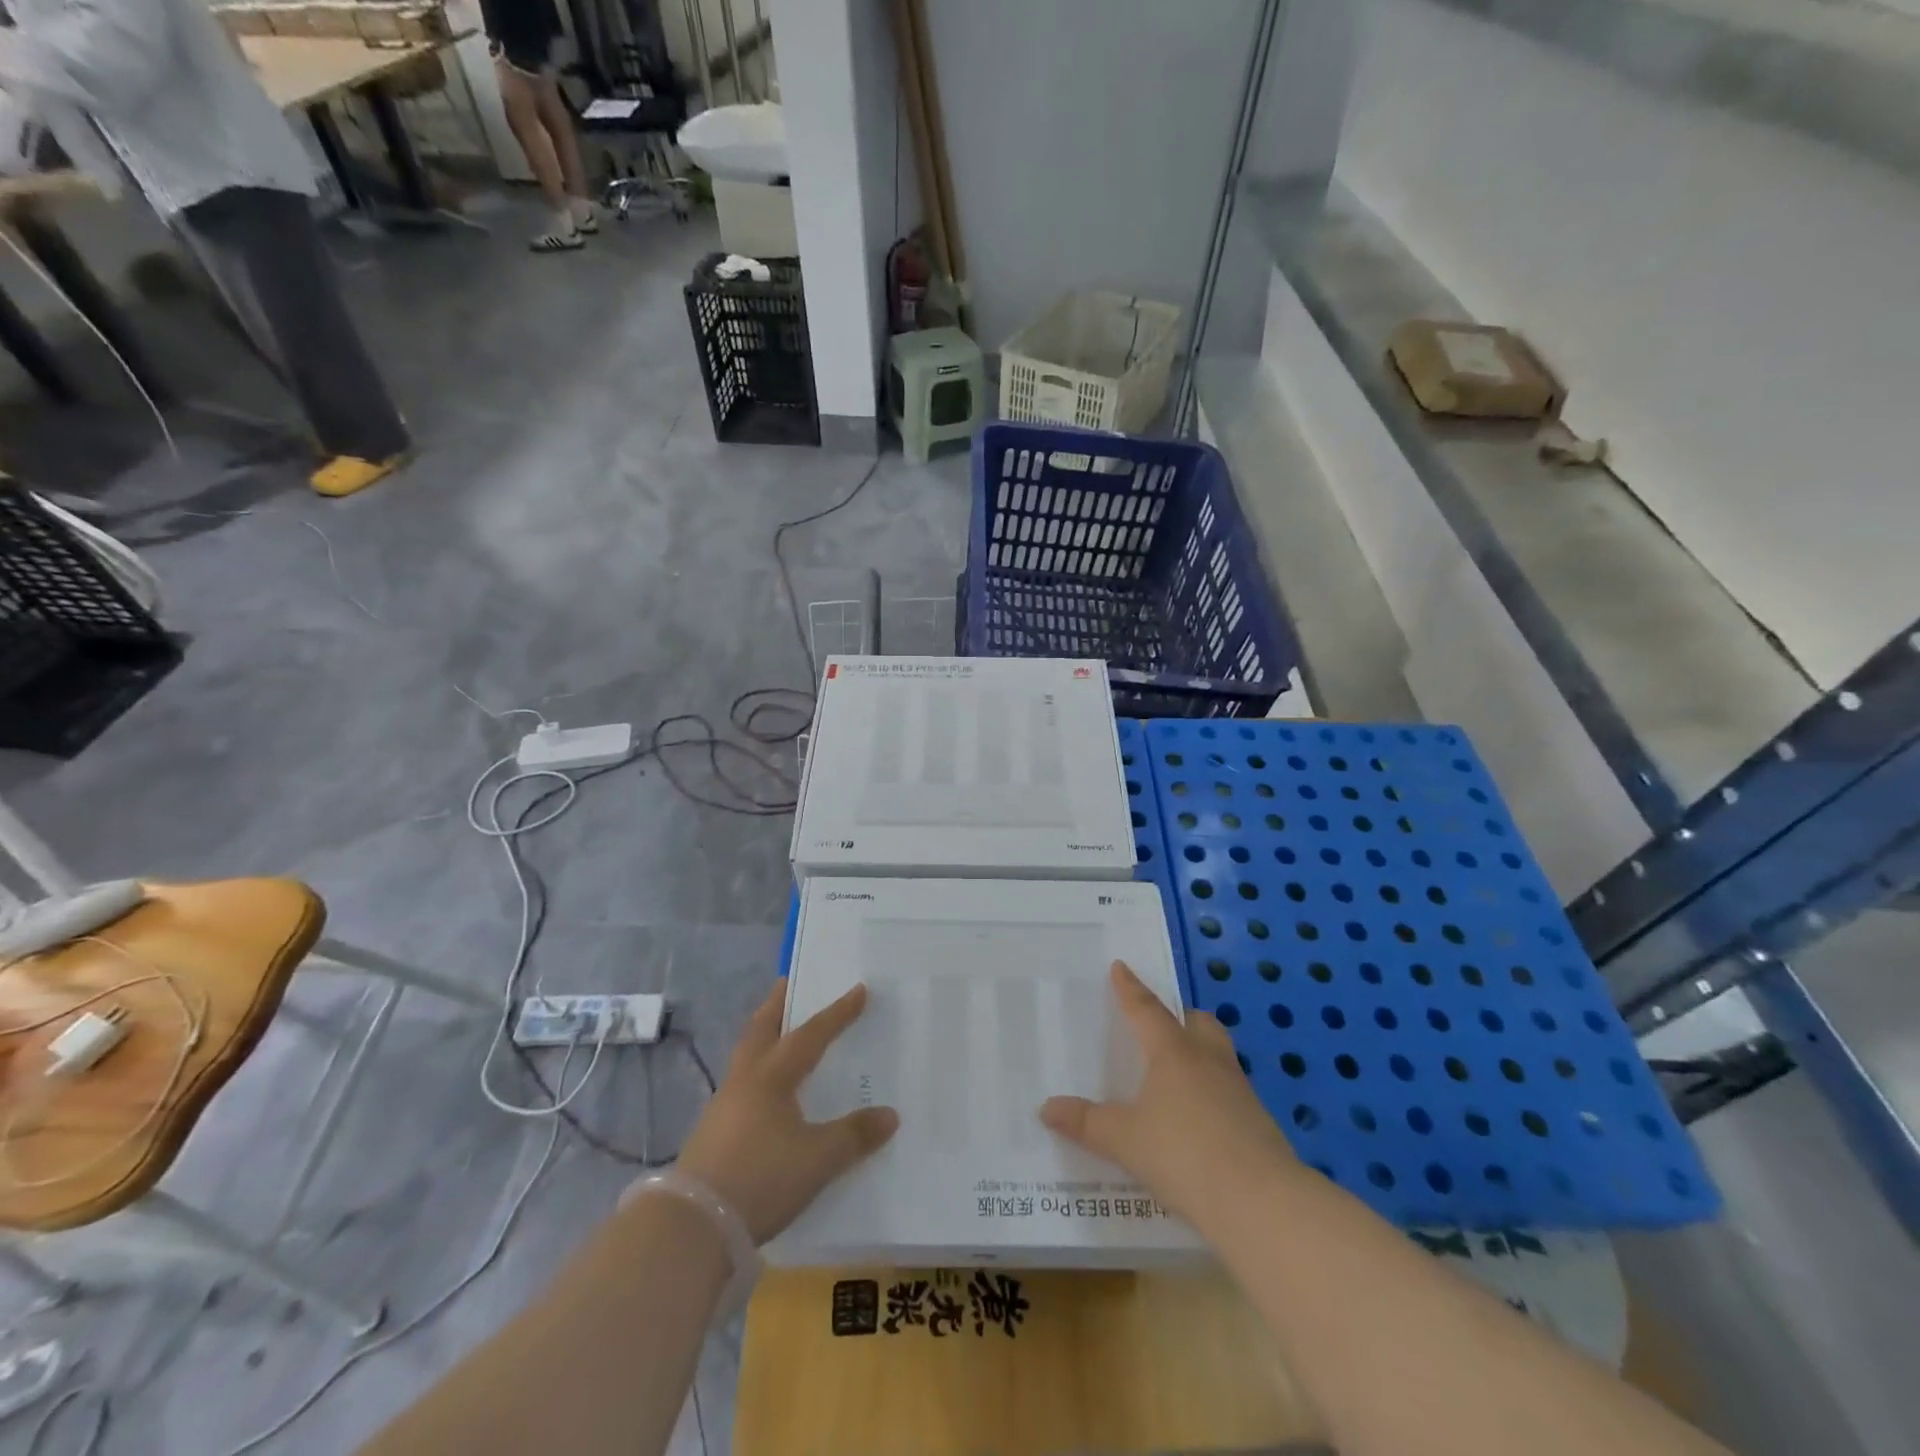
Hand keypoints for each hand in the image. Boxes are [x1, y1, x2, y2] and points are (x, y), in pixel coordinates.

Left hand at [677, 982, 898, 1243]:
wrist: (692, 1226)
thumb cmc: (761, 1178)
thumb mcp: (818, 1159)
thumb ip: (854, 1136)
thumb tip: (890, 1115)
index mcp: (772, 1076)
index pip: (811, 1035)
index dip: (837, 1013)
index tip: (858, 990)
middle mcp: (745, 1081)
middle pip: (760, 1030)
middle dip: (777, 1005)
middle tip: (788, 983)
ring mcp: (723, 1106)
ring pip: (746, 1056)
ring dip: (763, 1036)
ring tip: (778, 1032)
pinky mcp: (712, 1133)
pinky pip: (740, 1084)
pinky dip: (756, 1070)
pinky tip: (765, 1091)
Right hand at [1041, 961, 1295, 1226]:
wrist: (1261, 1202)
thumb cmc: (1184, 1155)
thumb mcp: (1124, 1140)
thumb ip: (1086, 1123)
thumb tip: (1046, 1108)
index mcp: (1172, 1052)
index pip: (1146, 1010)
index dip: (1130, 989)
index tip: (1120, 966)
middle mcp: (1208, 1060)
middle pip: (1197, 1023)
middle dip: (1180, 1018)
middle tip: (1162, 1024)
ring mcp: (1239, 1090)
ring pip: (1218, 1054)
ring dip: (1200, 1053)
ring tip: (1178, 1073)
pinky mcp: (1258, 1121)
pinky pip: (1230, 1090)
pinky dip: (1213, 1092)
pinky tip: (1200, 1119)